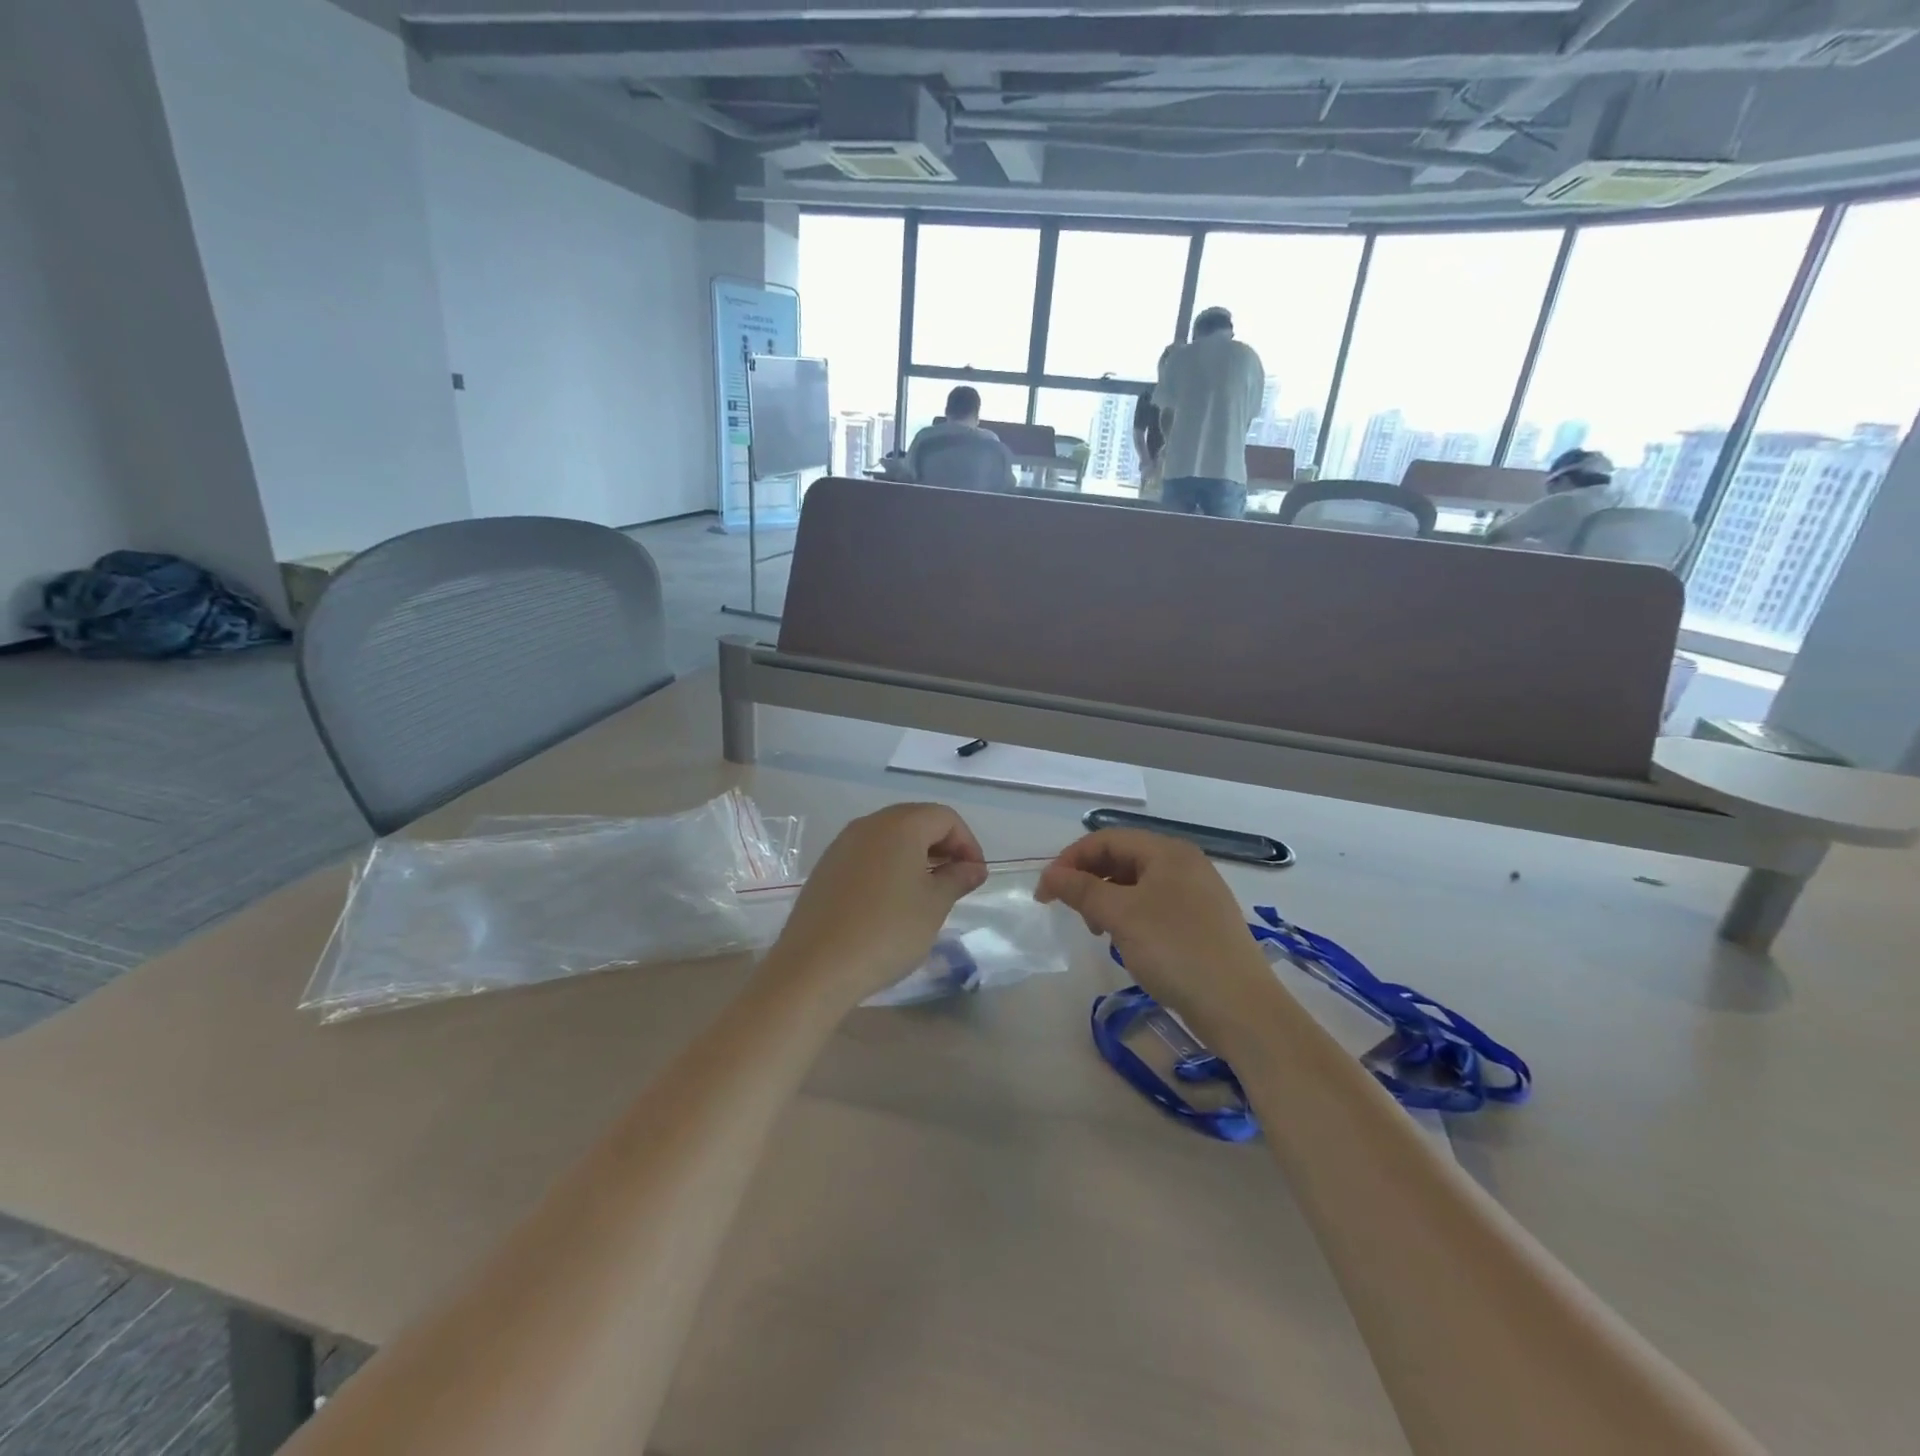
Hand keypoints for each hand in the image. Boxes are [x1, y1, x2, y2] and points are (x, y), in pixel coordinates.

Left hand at [764, 804, 987, 1006]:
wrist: (815, 967)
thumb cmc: (886, 932)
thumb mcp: (933, 906)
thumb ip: (957, 878)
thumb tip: (973, 867)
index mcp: (900, 825)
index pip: (945, 817)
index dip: (967, 843)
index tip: (975, 876)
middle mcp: (868, 824)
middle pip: (916, 820)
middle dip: (942, 846)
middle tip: (955, 880)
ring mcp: (842, 844)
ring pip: (889, 837)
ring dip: (915, 856)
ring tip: (926, 892)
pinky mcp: (826, 867)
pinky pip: (867, 854)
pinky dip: (888, 866)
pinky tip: (891, 901)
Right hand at [1037, 830, 1272, 1027]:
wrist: (1241, 1008)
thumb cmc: (1176, 950)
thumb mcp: (1121, 916)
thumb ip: (1082, 889)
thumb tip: (1050, 875)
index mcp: (1168, 851)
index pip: (1106, 839)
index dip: (1070, 860)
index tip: (1045, 893)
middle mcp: (1185, 864)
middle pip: (1122, 858)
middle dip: (1089, 879)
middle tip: (1071, 912)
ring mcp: (1197, 893)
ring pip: (1137, 884)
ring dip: (1108, 900)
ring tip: (1098, 931)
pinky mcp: (1202, 922)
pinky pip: (1154, 906)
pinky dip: (1130, 916)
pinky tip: (1126, 942)